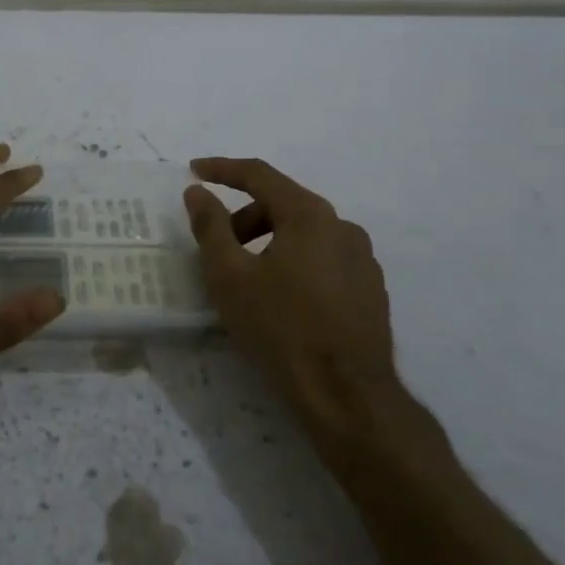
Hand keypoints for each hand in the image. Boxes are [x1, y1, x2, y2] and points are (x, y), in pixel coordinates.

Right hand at [183, 157, 398, 439]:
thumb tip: (197, 192)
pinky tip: (282, 302)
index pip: (260, 175)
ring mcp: (363, 260)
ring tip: (248, 281)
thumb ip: (210, 227)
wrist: (347, 395)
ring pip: (305, 234)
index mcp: (310, 215)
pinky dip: (295, 264)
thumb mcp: (229, 276)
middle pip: (283, 205)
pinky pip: (323, 260)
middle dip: (244, 219)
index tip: (194, 171)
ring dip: (269, 243)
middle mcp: (343, 227)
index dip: (222, 169)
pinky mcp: (370, 290)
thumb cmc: (280, 328)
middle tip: (218, 250)